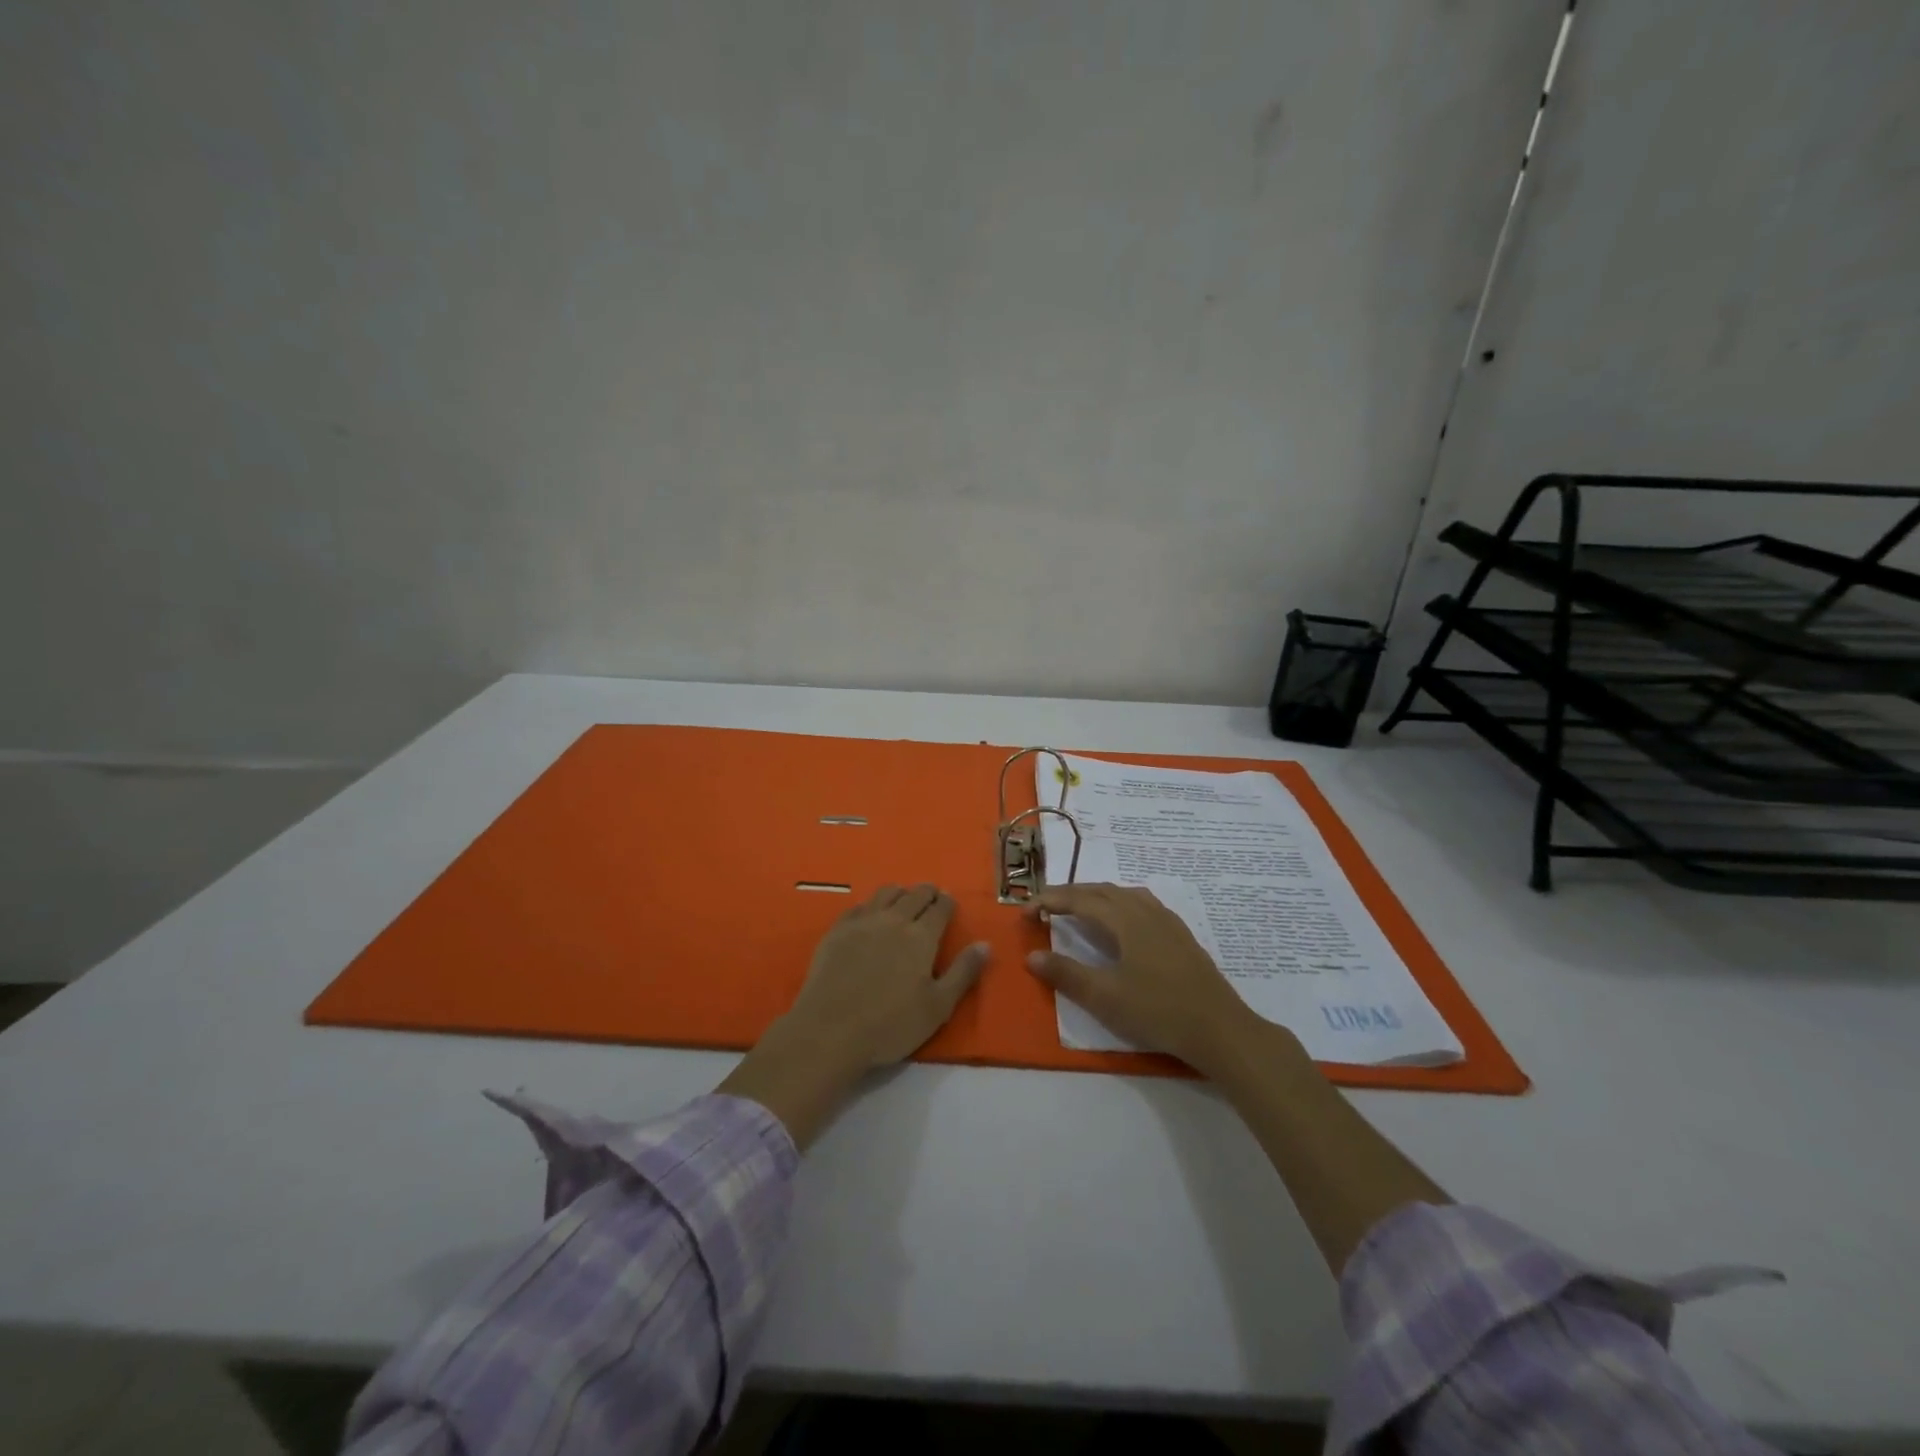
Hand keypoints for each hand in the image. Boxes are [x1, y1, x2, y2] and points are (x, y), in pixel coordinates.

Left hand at [786, 883, 990, 1073]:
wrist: (830, 1030)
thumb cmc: (891, 1024)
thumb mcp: (938, 1006)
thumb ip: (963, 972)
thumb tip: (985, 944)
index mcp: (921, 936)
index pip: (940, 908)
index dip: (947, 902)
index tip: (950, 902)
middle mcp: (894, 920)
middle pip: (914, 895)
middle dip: (927, 892)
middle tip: (931, 897)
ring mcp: (862, 922)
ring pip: (886, 893)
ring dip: (900, 893)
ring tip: (903, 900)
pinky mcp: (837, 930)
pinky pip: (858, 906)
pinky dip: (871, 905)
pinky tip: (870, 915)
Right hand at [1025, 882, 1275, 1075]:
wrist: (1219, 1028)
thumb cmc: (1158, 1011)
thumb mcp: (1105, 997)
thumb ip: (1067, 974)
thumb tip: (1032, 956)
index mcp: (1124, 919)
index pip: (1079, 899)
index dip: (1049, 901)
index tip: (1025, 912)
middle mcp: (1145, 910)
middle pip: (1102, 890)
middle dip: (1070, 894)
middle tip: (1046, 907)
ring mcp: (1167, 921)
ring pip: (1124, 895)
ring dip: (1096, 896)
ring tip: (1079, 909)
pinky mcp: (1180, 935)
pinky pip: (1142, 904)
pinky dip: (1119, 904)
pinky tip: (1122, 923)